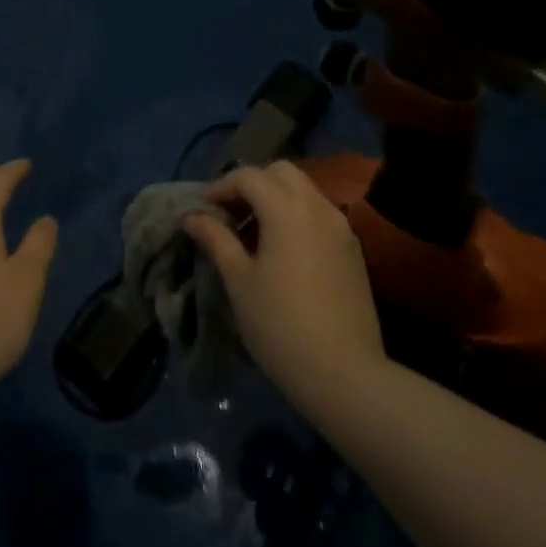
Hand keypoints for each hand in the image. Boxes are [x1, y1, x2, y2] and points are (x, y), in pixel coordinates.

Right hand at [183, 161, 385, 401]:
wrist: (344, 374)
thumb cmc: (280, 325)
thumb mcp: (239, 281)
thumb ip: (217, 240)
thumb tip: (192, 217)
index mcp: (286, 208)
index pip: (248, 177)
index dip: (221, 187)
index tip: (203, 210)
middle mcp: (317, 206)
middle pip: (281, 172)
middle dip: (252, 183)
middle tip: (231, 214)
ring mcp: (340, 226)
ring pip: (304, 190)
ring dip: (277, 198)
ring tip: (255, 232)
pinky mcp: (353, 249)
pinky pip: (320, 213)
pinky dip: (297, 215)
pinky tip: (284, 249)